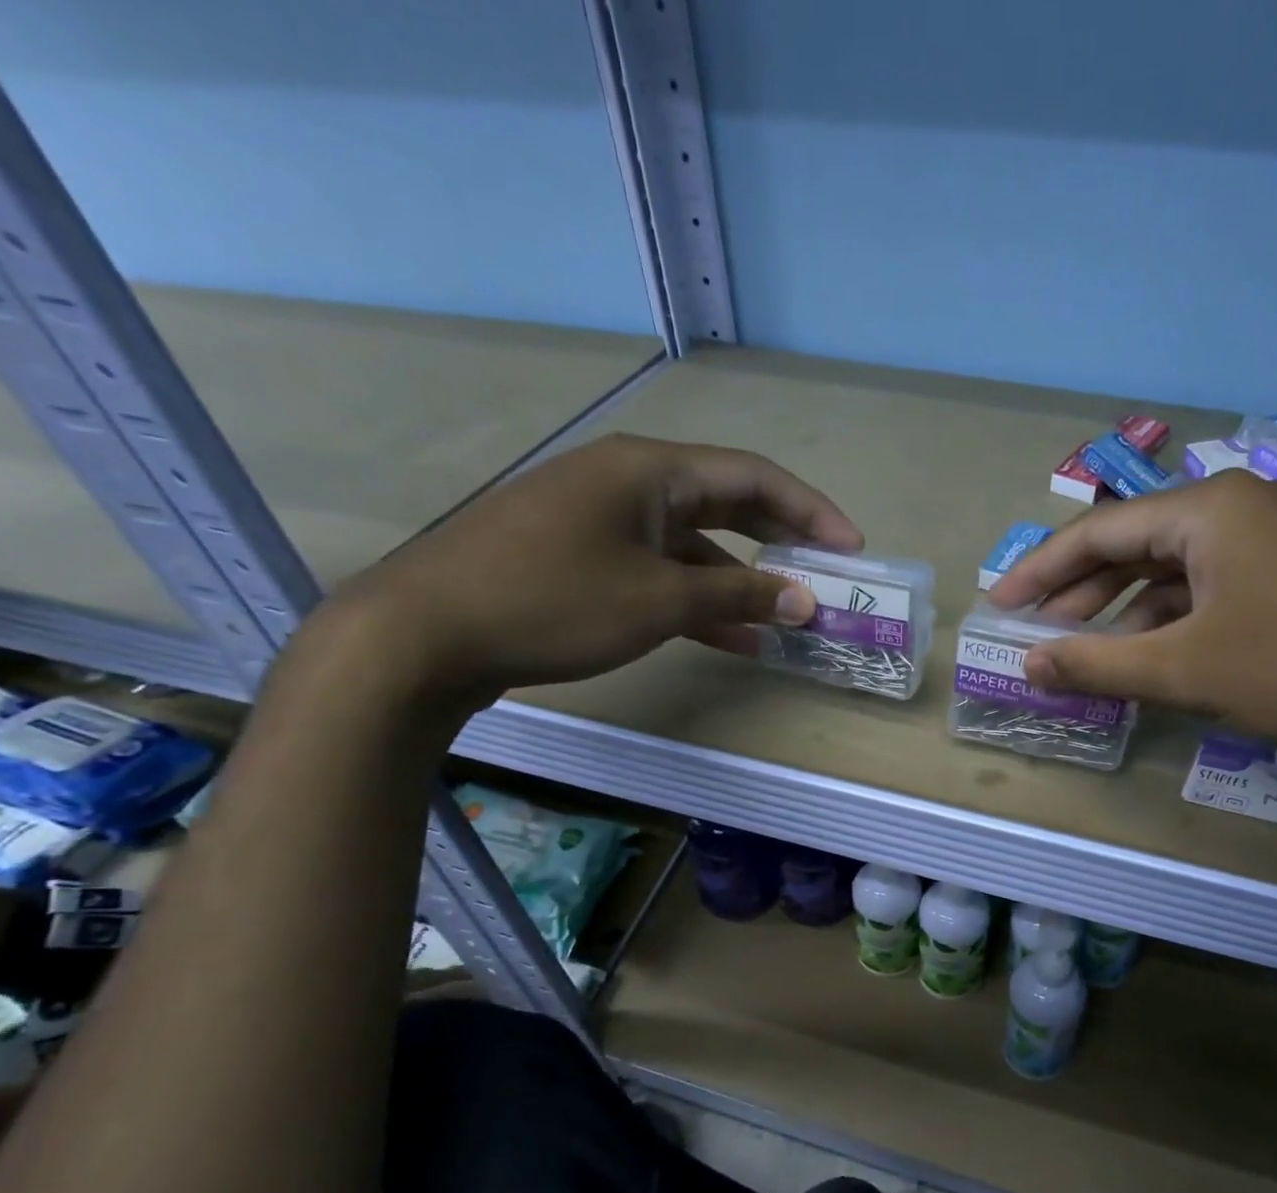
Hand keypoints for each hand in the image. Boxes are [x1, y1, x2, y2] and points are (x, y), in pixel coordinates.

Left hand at [320, 433, 862, 706]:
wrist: (424, 633)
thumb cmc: (552, 601)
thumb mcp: (659, 600)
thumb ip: (739, 594)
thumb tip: (806, 600)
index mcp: (650, 471)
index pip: (753, 476)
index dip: (810, 510)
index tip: (852, 548)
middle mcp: (629, 482)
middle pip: (726, 502)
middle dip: (780, 540)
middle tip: (825, 574)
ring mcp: (601, 519)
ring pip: (693, 543)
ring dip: (739, 579)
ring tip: (784, 617)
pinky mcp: (581, 556)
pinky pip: (658, 570)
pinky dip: (696, 598)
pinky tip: (728, 637)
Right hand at [986, 472, 1276, 761]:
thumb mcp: (1188, 671)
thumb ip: (1098, 666)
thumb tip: (1030, 664)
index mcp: (1208, 511)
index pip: (1099, 531)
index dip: (1042, 571)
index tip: (1002, 604)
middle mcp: (1242, 509)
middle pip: (1137, 545)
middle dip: (1083, 592)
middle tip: (1040, 633)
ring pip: (1178, 571)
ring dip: (1129, 611)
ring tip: (1092, 653)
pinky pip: (1217, 588)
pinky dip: (1178, 620)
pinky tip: (1162, 656)